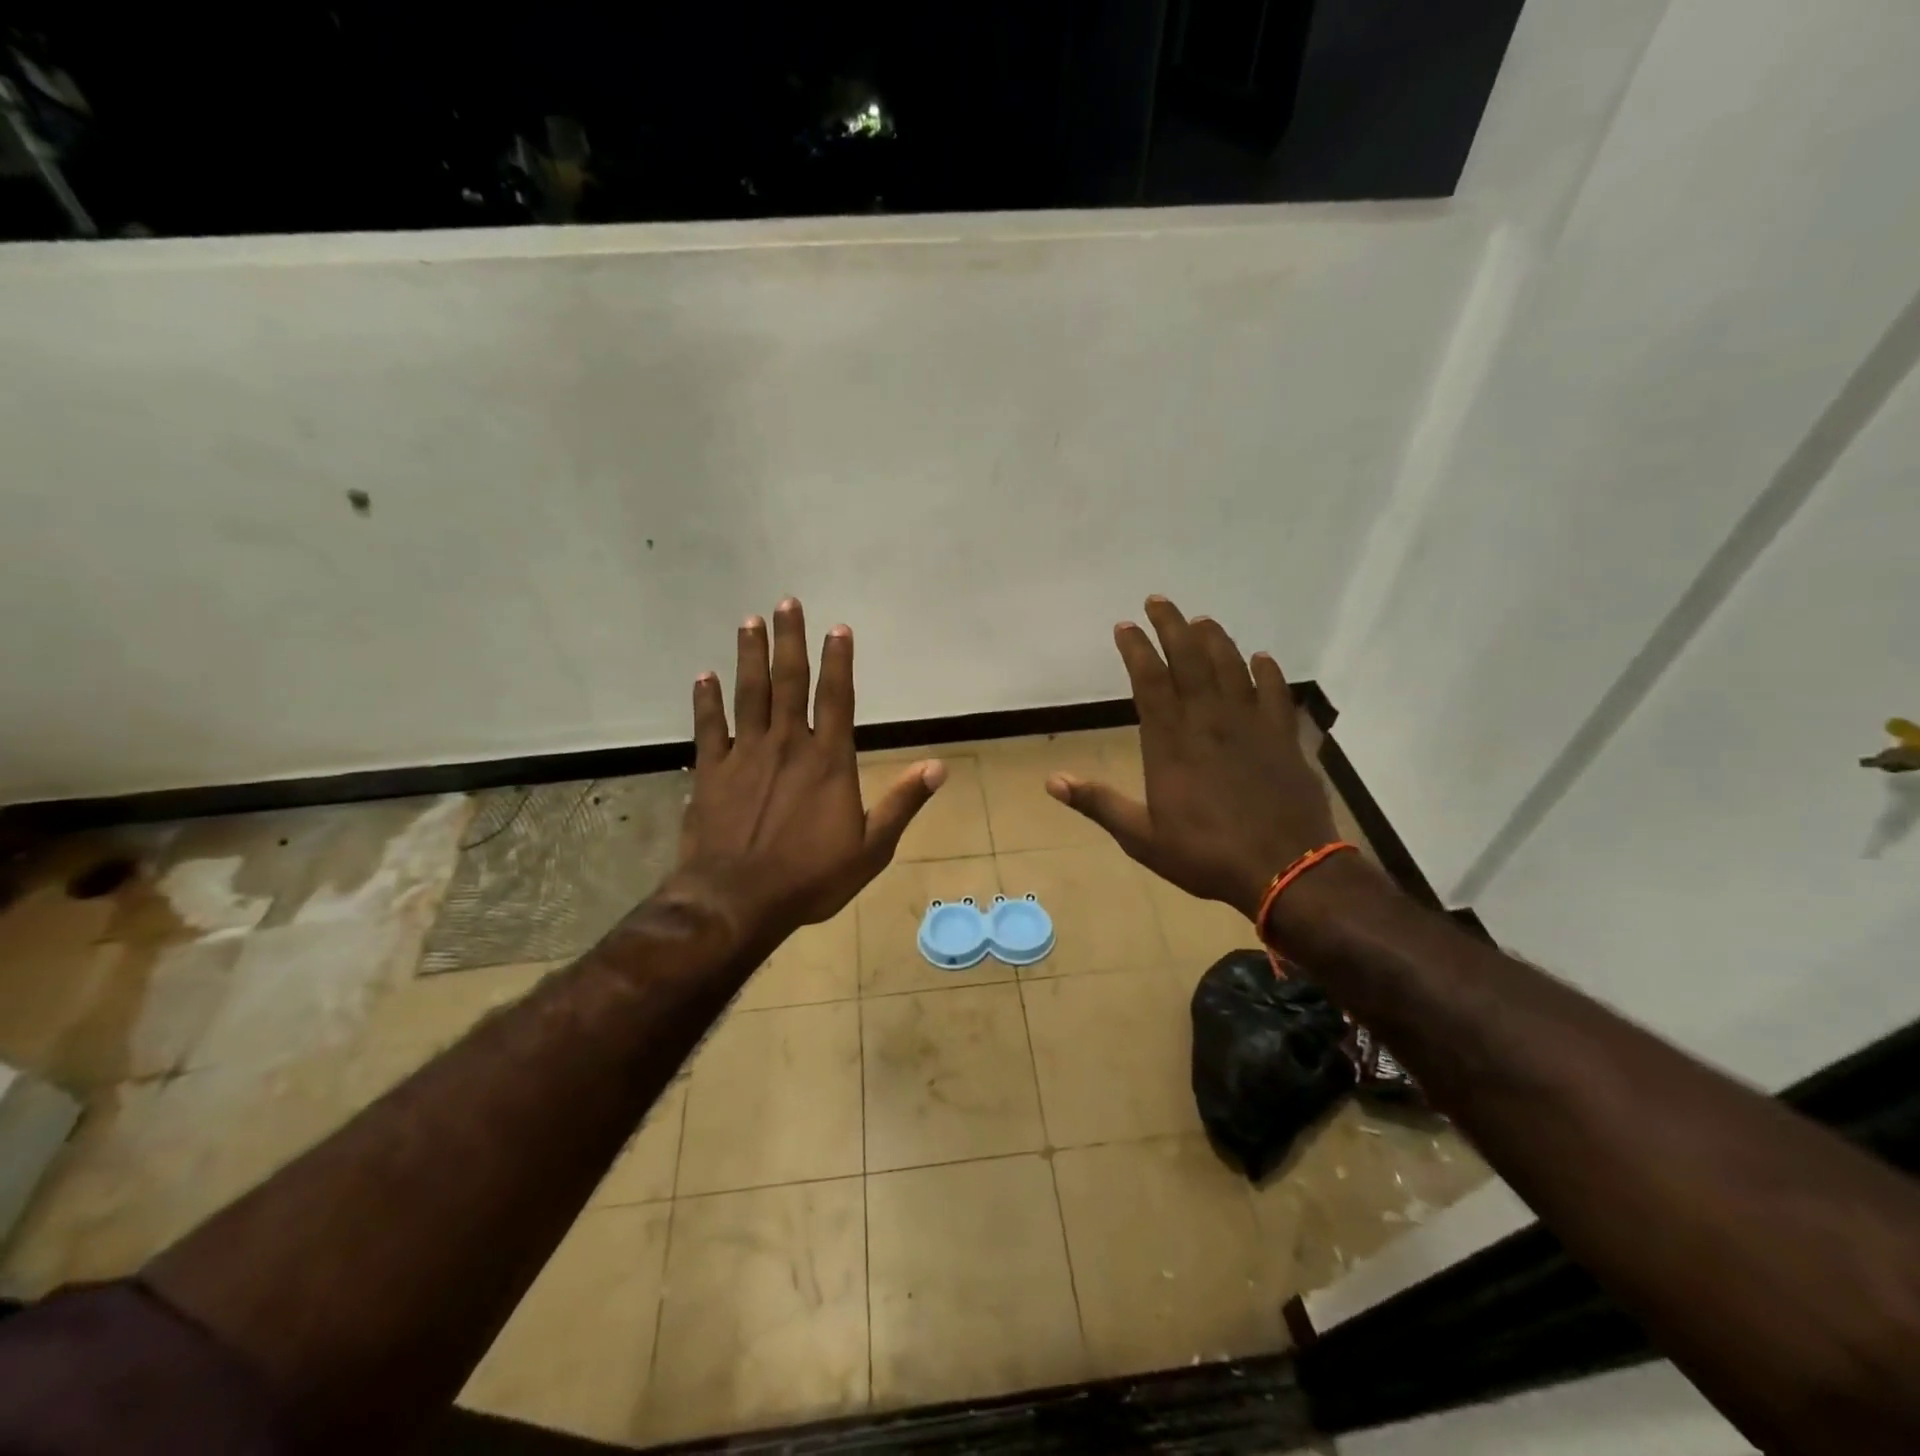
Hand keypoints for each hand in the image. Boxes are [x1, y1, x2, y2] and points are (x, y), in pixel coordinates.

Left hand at [677, 598, 945, 940]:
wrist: (738, 901)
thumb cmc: (811, 877)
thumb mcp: (872, 848)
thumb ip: (903, 803)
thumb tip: (938, 766)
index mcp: (828, 760)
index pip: (837, 697)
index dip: (839, 660)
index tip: (838, 628)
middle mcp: (787, 745)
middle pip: (789, 682)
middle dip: (789, 640)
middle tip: (786, 603)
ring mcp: (745, 754)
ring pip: (748, 694)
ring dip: (750, 655)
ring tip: (750, 621)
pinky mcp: (711, 771)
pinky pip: (708, 727)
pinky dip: (706, 700)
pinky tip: (704, 676)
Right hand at [1046, 595, 1337, 919]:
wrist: (1286, 869)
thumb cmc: (1206, 854)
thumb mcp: (1141, 837)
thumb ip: (1098, 803)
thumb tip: (1052, 781)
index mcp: (1170, 741)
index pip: (1149, 680)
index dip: (1136, 649)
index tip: (1125, 625)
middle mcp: (1209, 720)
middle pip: (1189, 659)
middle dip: (1171, 625)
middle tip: (1159, 601)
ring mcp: (1251, 724)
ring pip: (1231, 666)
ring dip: (1215, 639)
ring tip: (1202, 621)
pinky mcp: (1284, 736)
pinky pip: (1276, 692)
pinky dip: (1267, 671)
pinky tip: (1261, 659)